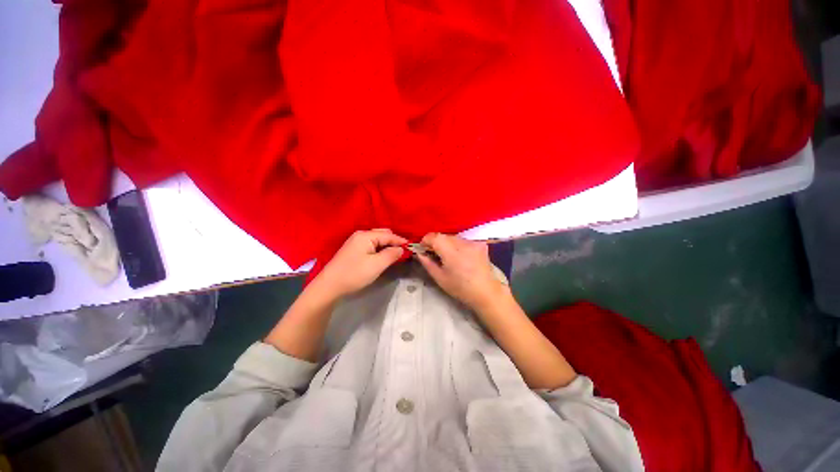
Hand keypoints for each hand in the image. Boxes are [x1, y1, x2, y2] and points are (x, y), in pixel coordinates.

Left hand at [311, 229, 407, 299]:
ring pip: (376, 240)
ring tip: (396, 253)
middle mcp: (360, 235)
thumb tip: (401, 249)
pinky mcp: (353, 250)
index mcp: (366, 236)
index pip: (388, 235)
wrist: (329, 286)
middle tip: (404, 251)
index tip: (411, 247)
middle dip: (394, 241)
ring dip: (387, 245)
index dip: (400, 241)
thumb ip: (391, 254)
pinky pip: (371, 245)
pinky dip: (379, 248)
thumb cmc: (354, 274)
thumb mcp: (377, 265)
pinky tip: (383, 255)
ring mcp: (355, 242)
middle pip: (382, 234)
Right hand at [416, 233, 509, 311]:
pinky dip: (458, 246)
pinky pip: (463, 241)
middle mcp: (462, 242)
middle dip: (436, 242)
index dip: (426, 240)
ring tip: (448, 257)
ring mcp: (473, 242)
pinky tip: (460, 257)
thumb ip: (427, 263)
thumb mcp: (440, 278)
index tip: (423, 248)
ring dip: (447, 244)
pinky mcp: (480, 244)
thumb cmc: (460, 288)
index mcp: (451, 251)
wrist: (486, 292)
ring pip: (453, 238)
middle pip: (444, 236)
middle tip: (434, 254)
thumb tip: (419, 253)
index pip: (434, 236)